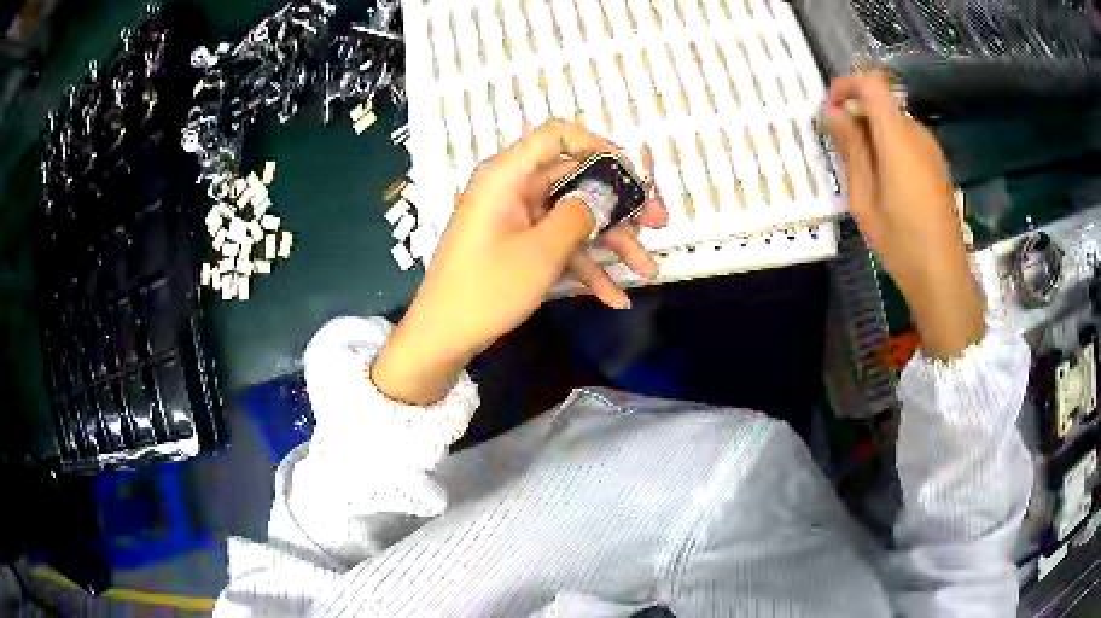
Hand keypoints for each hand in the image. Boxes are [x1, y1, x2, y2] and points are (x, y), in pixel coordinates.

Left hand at [373, 120, 667, 403]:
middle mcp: (513, 189)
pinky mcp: (519, 245)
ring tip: (647, 269)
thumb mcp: (540, 252)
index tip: (631, 172)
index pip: (556, 135)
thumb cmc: (486, 288)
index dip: (597, 145)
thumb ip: (580, 215)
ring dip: (609, 243)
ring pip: (573, 218)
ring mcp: (517, 219)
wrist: (444, 337)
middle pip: (575, 181)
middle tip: (658, 223)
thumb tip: (607, 193)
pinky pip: (558, 245)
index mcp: (508, 175)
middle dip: (619, 206)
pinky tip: (615, 296)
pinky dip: (585, 266)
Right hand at [825, 73, 983, 357]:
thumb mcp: (865, 198)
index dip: (846, 86)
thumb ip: (852, 149)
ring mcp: (932, 150)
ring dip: (873, 133)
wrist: (943, 277)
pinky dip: (890, 146)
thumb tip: (834, 113)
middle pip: (882, 103)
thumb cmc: (901, 241)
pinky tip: (886, 181)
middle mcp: (918, 134)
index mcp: (898, 138)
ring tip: (863, 171)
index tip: (831, 110)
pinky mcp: (938, 165)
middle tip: (841, 148)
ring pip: (894, 122)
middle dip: (857, 115)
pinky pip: (908, 141)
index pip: (871, 84)